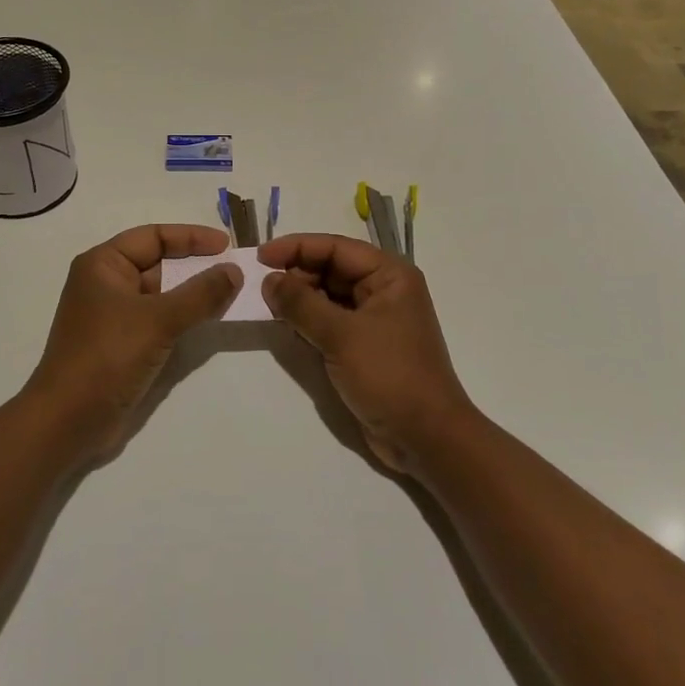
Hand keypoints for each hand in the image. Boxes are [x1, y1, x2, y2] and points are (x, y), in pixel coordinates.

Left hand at [27, 225, 242, 462]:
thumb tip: (234, 270)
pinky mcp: (122, 344)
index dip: (192, 237)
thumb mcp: (159, 320)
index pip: (153, 236)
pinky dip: (183, 317)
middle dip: (196, 266)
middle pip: (158, 263)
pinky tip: (209, 321)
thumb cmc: (108, 356)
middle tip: (236, 271)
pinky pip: (159, 320)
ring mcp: (113, 316)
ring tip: (231, 294)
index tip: (227, 246)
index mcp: (103, 264)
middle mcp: (106, 283)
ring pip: (161, 294)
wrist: (69, 420)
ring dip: (193, 294)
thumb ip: (200, 293)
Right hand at [259, 234, 478, 474]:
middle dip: (295, 274)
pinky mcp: (364, 345)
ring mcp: (374, 318)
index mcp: (389, 275)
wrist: (425, 438)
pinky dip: (308, 321)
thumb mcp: (341, 335)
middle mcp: (384, 289)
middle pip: (330, 268)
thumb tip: (268, 280)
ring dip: (299, 299)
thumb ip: (301, 303)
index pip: (335, 247)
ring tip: (268, 306)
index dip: (295, 247)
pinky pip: (330, 321)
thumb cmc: (389, 375)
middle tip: (259, 287)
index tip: (258, 257)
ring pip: (327, 295)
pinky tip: (287, 327)